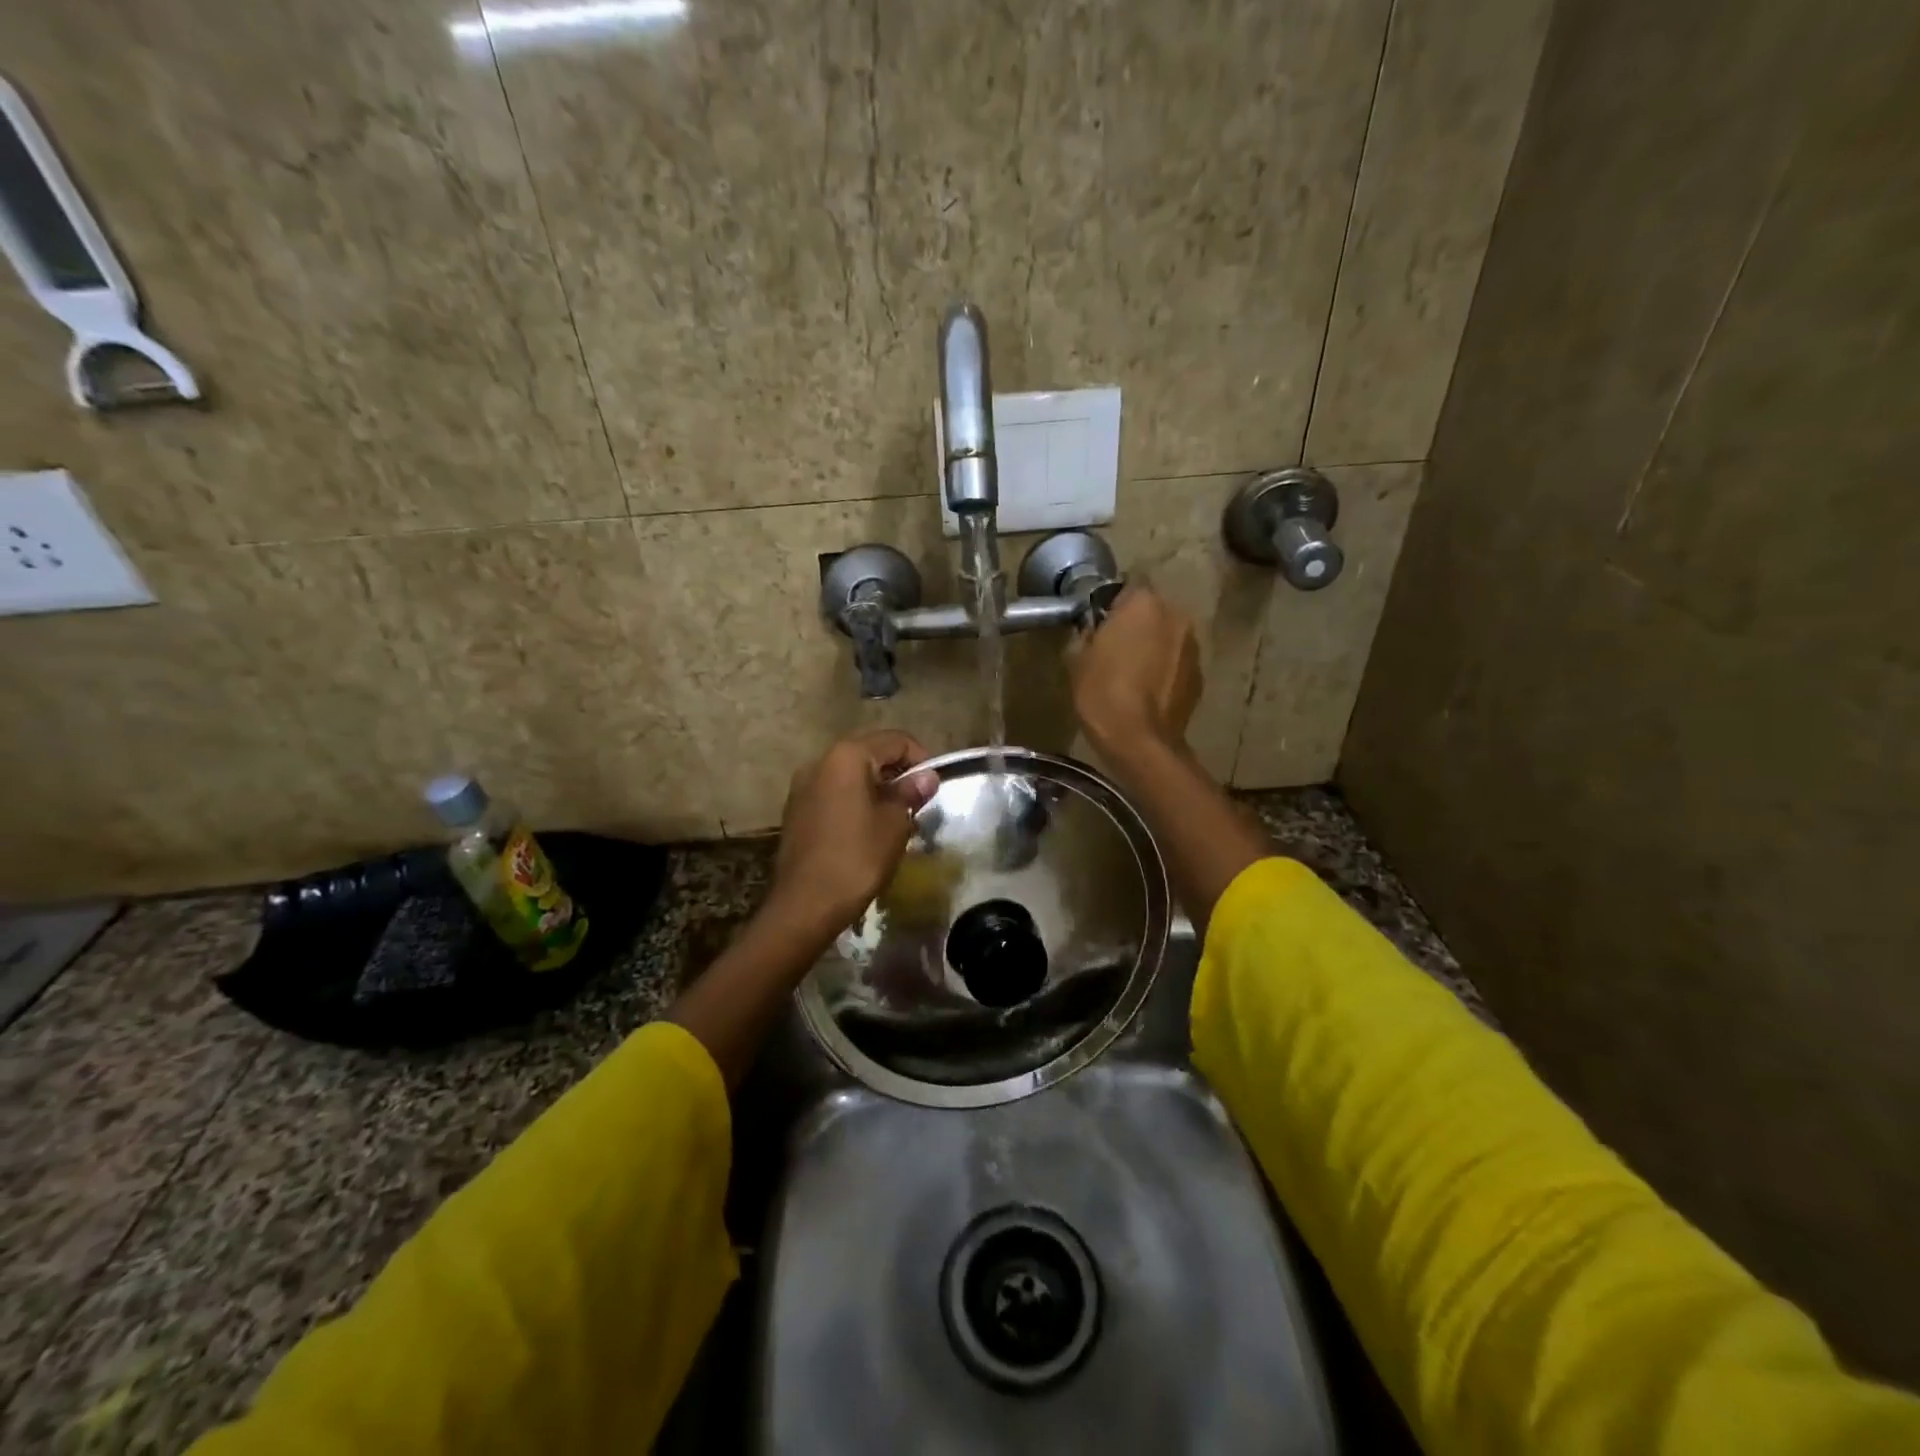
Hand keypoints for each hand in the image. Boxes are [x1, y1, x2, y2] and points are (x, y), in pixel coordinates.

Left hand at [768, 730, 940, 936]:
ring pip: (850, 773)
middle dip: (897, 772)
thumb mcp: (894, 824)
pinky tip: (867, 828)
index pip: (895, 740)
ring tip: (895, 817)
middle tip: (917, 801)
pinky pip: (833, 792)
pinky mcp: (796, 809)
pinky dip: (854, 800)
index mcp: (847, 756)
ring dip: (876, 787)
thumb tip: (926, 777)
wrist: (805, 904)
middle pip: (870, 752)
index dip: (921, 758)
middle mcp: (820, 760)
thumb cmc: (857, 858)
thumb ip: (910, 793)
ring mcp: (803, 785)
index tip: (933, 787)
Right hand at [1070, 585, 1201, 761]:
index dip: (1112, 605)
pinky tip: (1148, 691)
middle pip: (1152, 611)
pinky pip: (1177, 662)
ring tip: (1133, 673)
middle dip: (1136, 624)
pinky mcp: (1200, 675)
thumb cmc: (1102, 693)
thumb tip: (1096, 631)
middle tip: (1114, 648)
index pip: (1127, 587)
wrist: (1140, 741)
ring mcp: (1193, 646)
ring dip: (1153, 646)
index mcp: (1143, 604)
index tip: (1099, 624)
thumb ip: (1089, 634)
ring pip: (1167, 636)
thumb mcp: (1078, 660)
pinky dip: (1165, 670)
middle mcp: (1175, 616)